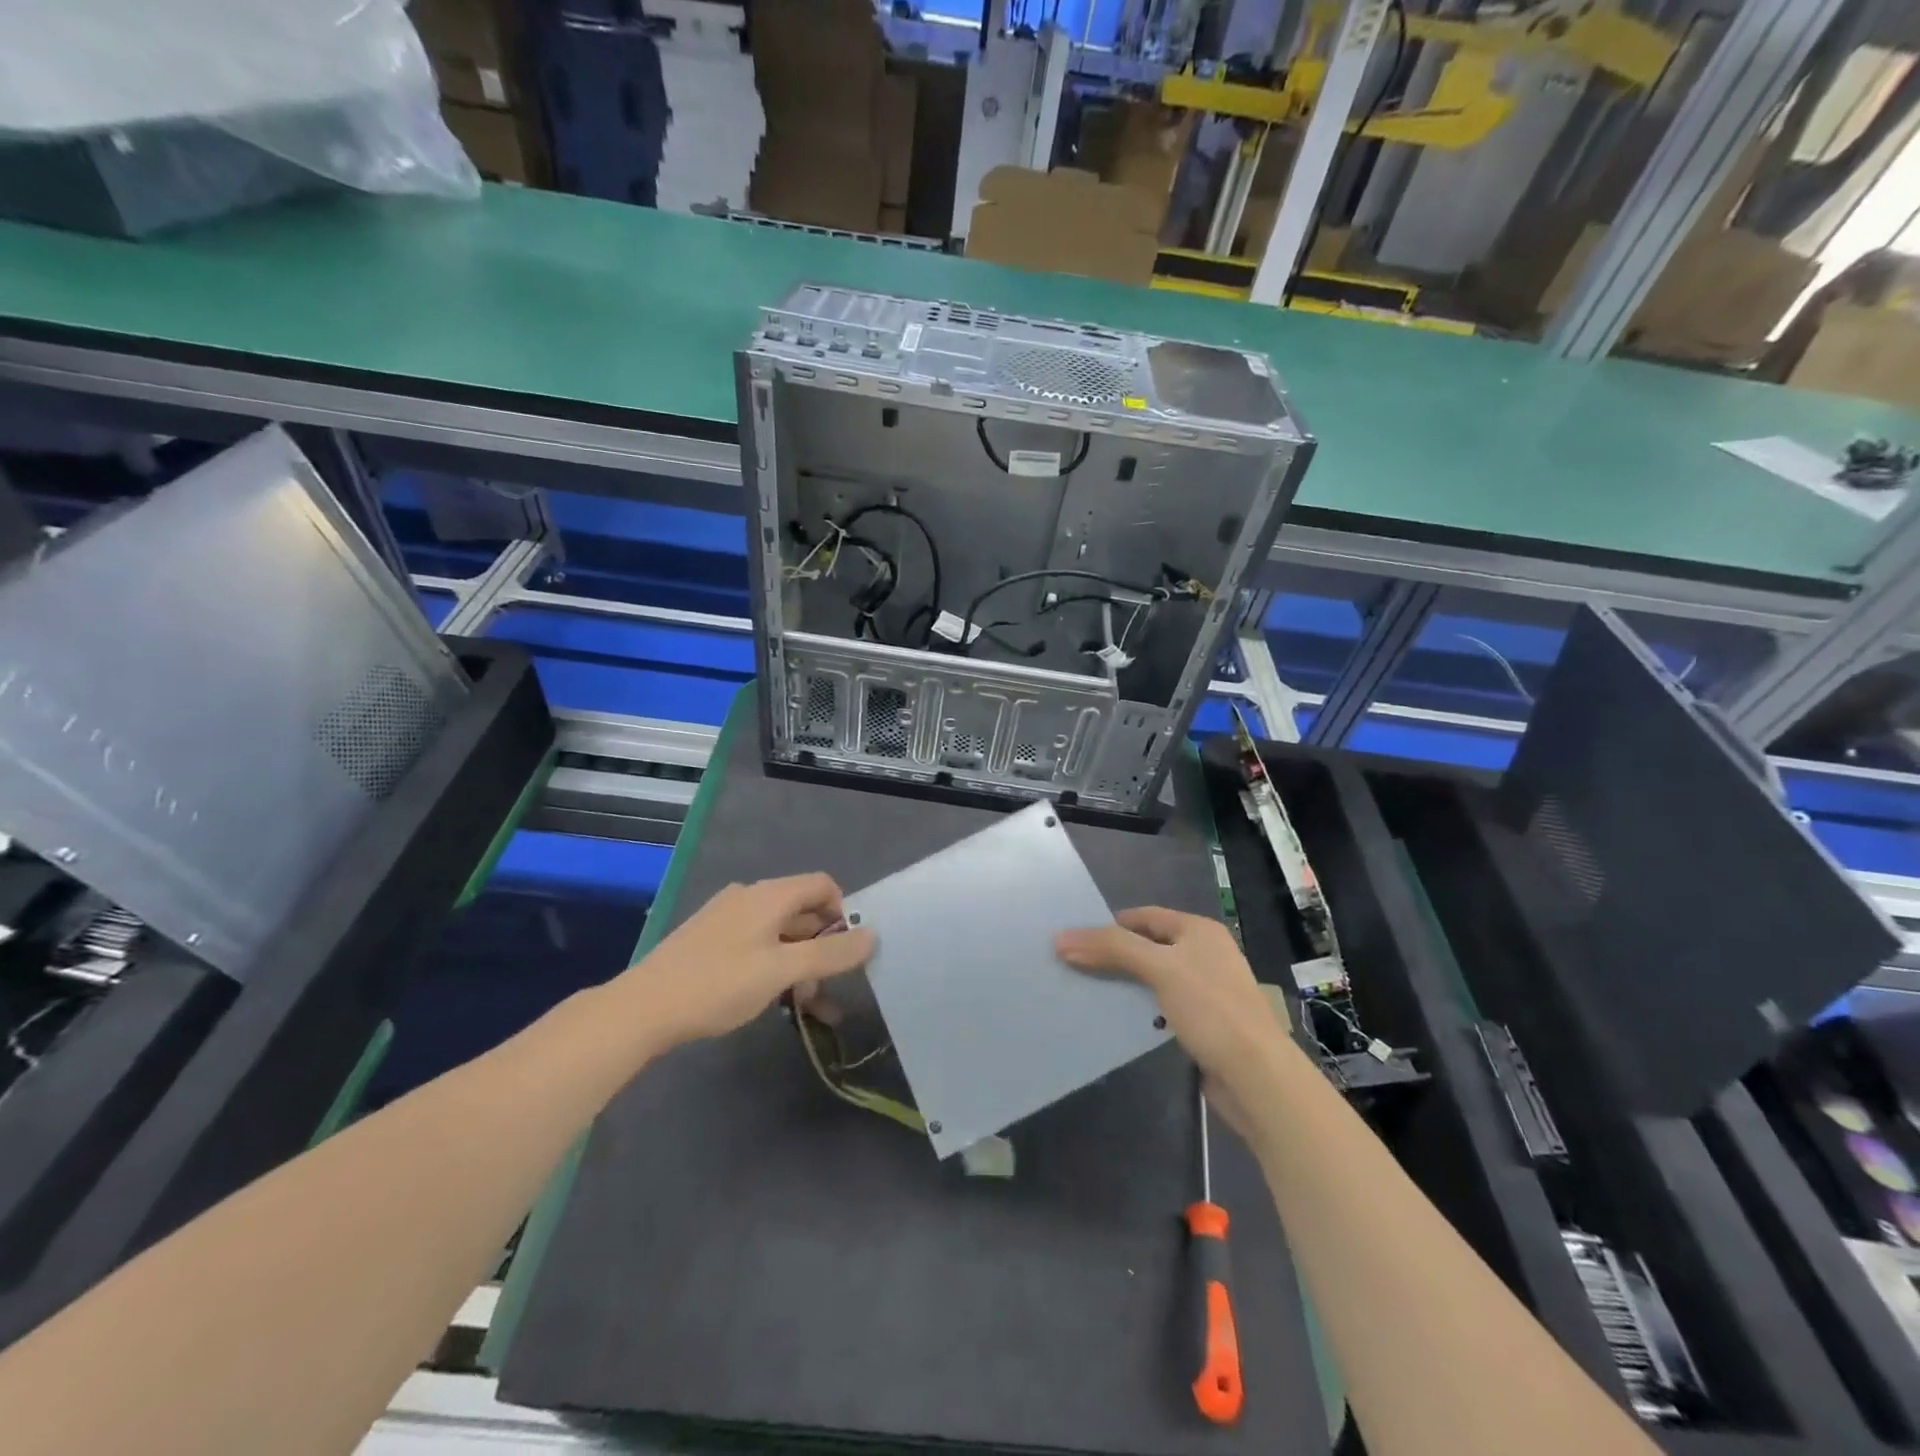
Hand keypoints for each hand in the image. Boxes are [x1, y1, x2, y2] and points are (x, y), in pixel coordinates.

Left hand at [614, 874, 875, 1050]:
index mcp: (770, 895)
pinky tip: (775, 1002)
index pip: (823, 885)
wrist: (642, 1008)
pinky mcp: (710, 941)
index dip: (843, 913)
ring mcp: (727, 919)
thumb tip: (872, 935)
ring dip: (801, 966)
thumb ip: (830, 954)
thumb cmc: (719, 984)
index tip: (847, 952)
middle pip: (803, 912)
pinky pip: (757, 946)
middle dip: (823, 949)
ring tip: (810, 1010)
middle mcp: (751, 897)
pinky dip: (775, 969)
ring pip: (780, 935)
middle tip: (831, 990)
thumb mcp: (782, 971)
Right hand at [1055, 908, 1286, 1109]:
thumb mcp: (1159, 968)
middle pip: (1147, 946)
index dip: (1109, 924)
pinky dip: (1140, 1008)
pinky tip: (1118, 1018)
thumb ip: (1112, 949)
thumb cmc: (1210, 1009)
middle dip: (1113, 955)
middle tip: (1074, 965)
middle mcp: (1204, 953)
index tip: (1075, 939)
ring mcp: (1205, 989)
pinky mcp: (1203, 1022)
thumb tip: (1061, 939)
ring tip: (1087, 991)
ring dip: (1124, 983)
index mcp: (1199, 930)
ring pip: (1153, 977)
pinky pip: (1161, 1004)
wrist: (1256, 1076)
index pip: (1144, 916)